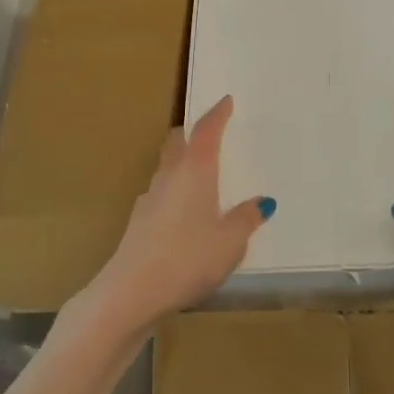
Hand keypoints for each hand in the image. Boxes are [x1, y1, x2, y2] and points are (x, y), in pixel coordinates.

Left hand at [73, 96, 271, 338]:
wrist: (131, 291)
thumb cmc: (188, 258)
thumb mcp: (230, 242)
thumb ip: (246, 220)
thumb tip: (262, 202)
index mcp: (195, 171)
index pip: (206, 131)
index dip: (217, 114)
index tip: (226, 101)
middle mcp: (169, 177)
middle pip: (178, 143)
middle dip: (192, 134)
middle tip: (210, 135)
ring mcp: (149, 199)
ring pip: (166, 170)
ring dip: (182, 165)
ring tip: (202, 178)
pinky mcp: (138, 223)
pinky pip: (160, 197)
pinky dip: (174, 195)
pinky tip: (184, 216)